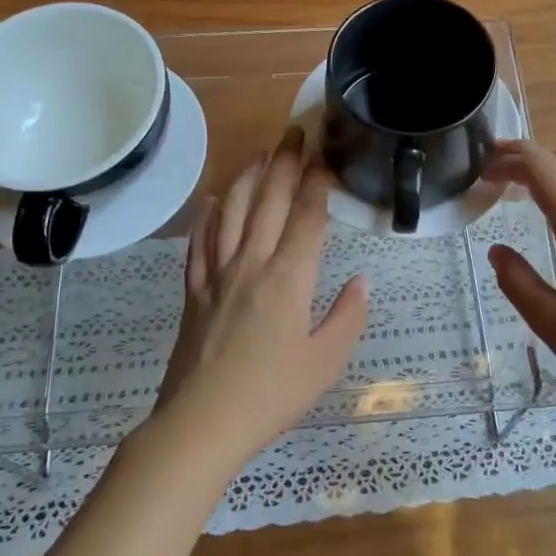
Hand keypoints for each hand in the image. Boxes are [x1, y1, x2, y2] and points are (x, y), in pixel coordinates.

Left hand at [153, 127, 369, 466]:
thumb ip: (348, 317)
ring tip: (258, 153)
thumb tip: (362, 280)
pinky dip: (207, 216)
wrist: (201, 423)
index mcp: (288, 279)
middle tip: (293, 132)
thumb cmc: (271, 395)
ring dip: (246, 178)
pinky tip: (213, 200)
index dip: (316, 183)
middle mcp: (251, 264)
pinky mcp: (193, 291)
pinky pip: (200, 243)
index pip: (306, 218)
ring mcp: (217, 275)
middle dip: (283, 164)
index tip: (323, 155)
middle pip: (267, 202)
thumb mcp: (325, 362)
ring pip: (230, 213)